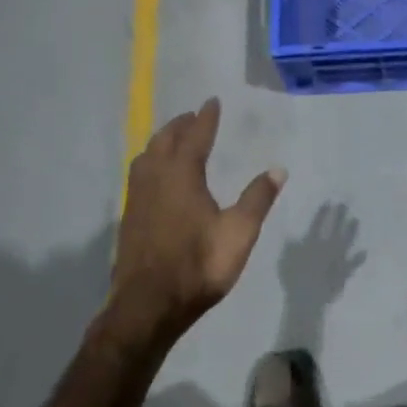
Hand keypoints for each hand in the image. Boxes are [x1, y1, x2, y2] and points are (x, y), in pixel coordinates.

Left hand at [112, 98, 284, 334]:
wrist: (149, 305)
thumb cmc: (199, 266)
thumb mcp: (239, 233)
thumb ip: (257, 199)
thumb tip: (278, 169)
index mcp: (182, 176)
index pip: (195, 137)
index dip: (205, 119)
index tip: (211, 102)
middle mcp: (155, 179)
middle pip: (165, 141)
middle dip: (180, 126)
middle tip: (193, 117)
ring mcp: (137, 198)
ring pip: (146, 157)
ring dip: (161, 142)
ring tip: (173, 140)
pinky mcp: (129, 218)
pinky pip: (139, 175)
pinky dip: (150, 163)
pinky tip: (156, 178)